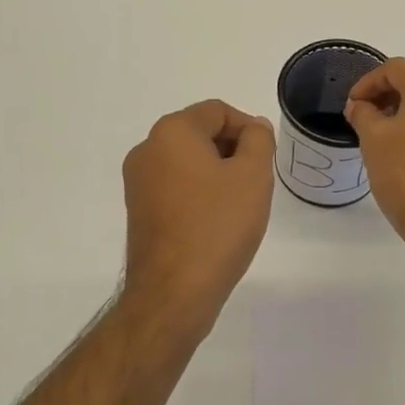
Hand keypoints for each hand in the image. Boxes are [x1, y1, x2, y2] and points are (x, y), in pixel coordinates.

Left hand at [122, 100, 276, 328]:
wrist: (174, 292)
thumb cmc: (218, 225)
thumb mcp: (253, 175)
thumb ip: (259, 140)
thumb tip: (253, 127)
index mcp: (171, 132)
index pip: (217, 111)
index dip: (248, 128)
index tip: (266, 157)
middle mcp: (147, 149)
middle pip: (199, 133)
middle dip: (232, 149)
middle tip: (257, 181)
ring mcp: (138, 182)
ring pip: (187, 161)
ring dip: (217, 172)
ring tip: (239, 204)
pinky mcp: (138, 210)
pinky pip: (175, 186)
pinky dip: (198, 192)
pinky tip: (216, 221)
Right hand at [345, 58, 404, 261]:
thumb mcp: (374, 140)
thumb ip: (363, 113)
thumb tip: (360, 106)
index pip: (395, 69)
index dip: (367, 83)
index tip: (351, 106)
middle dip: (385, 95)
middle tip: (362, 117)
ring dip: (403, 110)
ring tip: (379, 134)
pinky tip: (403, 147)